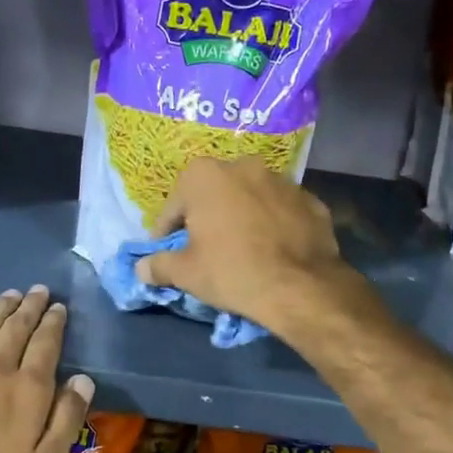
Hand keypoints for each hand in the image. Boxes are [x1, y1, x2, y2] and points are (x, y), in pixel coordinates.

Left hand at [0, 285, 93, 452]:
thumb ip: (66, 420)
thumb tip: (83, 378)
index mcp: (28, 388)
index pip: (46, 343)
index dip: (54, 323)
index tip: (59, 307)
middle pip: (17, 326)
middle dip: (31, 306)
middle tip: (39, 291)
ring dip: (0, 307)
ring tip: (11, 294)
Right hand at [134, 158, 367, 342]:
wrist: (301, 286)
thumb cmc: (232, 271)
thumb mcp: (186, 273)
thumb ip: (159, 265)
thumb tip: (141, 268)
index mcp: (205, 175)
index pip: (174, 206)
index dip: (167, 233)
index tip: (170, 253)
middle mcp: (243, 166)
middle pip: (214, 195)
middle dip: (207, 217)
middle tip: (206, 249)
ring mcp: (282, 180)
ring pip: (250, 198)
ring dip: (242, 216)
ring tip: (242, 248)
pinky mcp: (311, 199)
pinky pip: (281, 211)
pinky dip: (274, 224)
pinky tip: (273, 250)